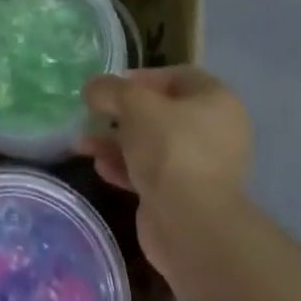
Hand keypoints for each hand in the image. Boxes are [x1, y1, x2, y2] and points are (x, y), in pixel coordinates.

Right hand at [78, 68, 250, 283]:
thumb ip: (110, 89)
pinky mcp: (186, 197)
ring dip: (117, 142)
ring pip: (153, 144)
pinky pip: (153, 173)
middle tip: (94, 115)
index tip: (110, 88)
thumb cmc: (169, 148)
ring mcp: (203, 167)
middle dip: (122, 114)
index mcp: (217, 100)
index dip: (140, 78)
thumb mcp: (133, 104)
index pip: (176, 77)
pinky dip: (126, 167)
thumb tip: (94, 89)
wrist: (190, 224)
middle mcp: (216, 131)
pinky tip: (100, 168)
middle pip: (162, 112)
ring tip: (83, 144)